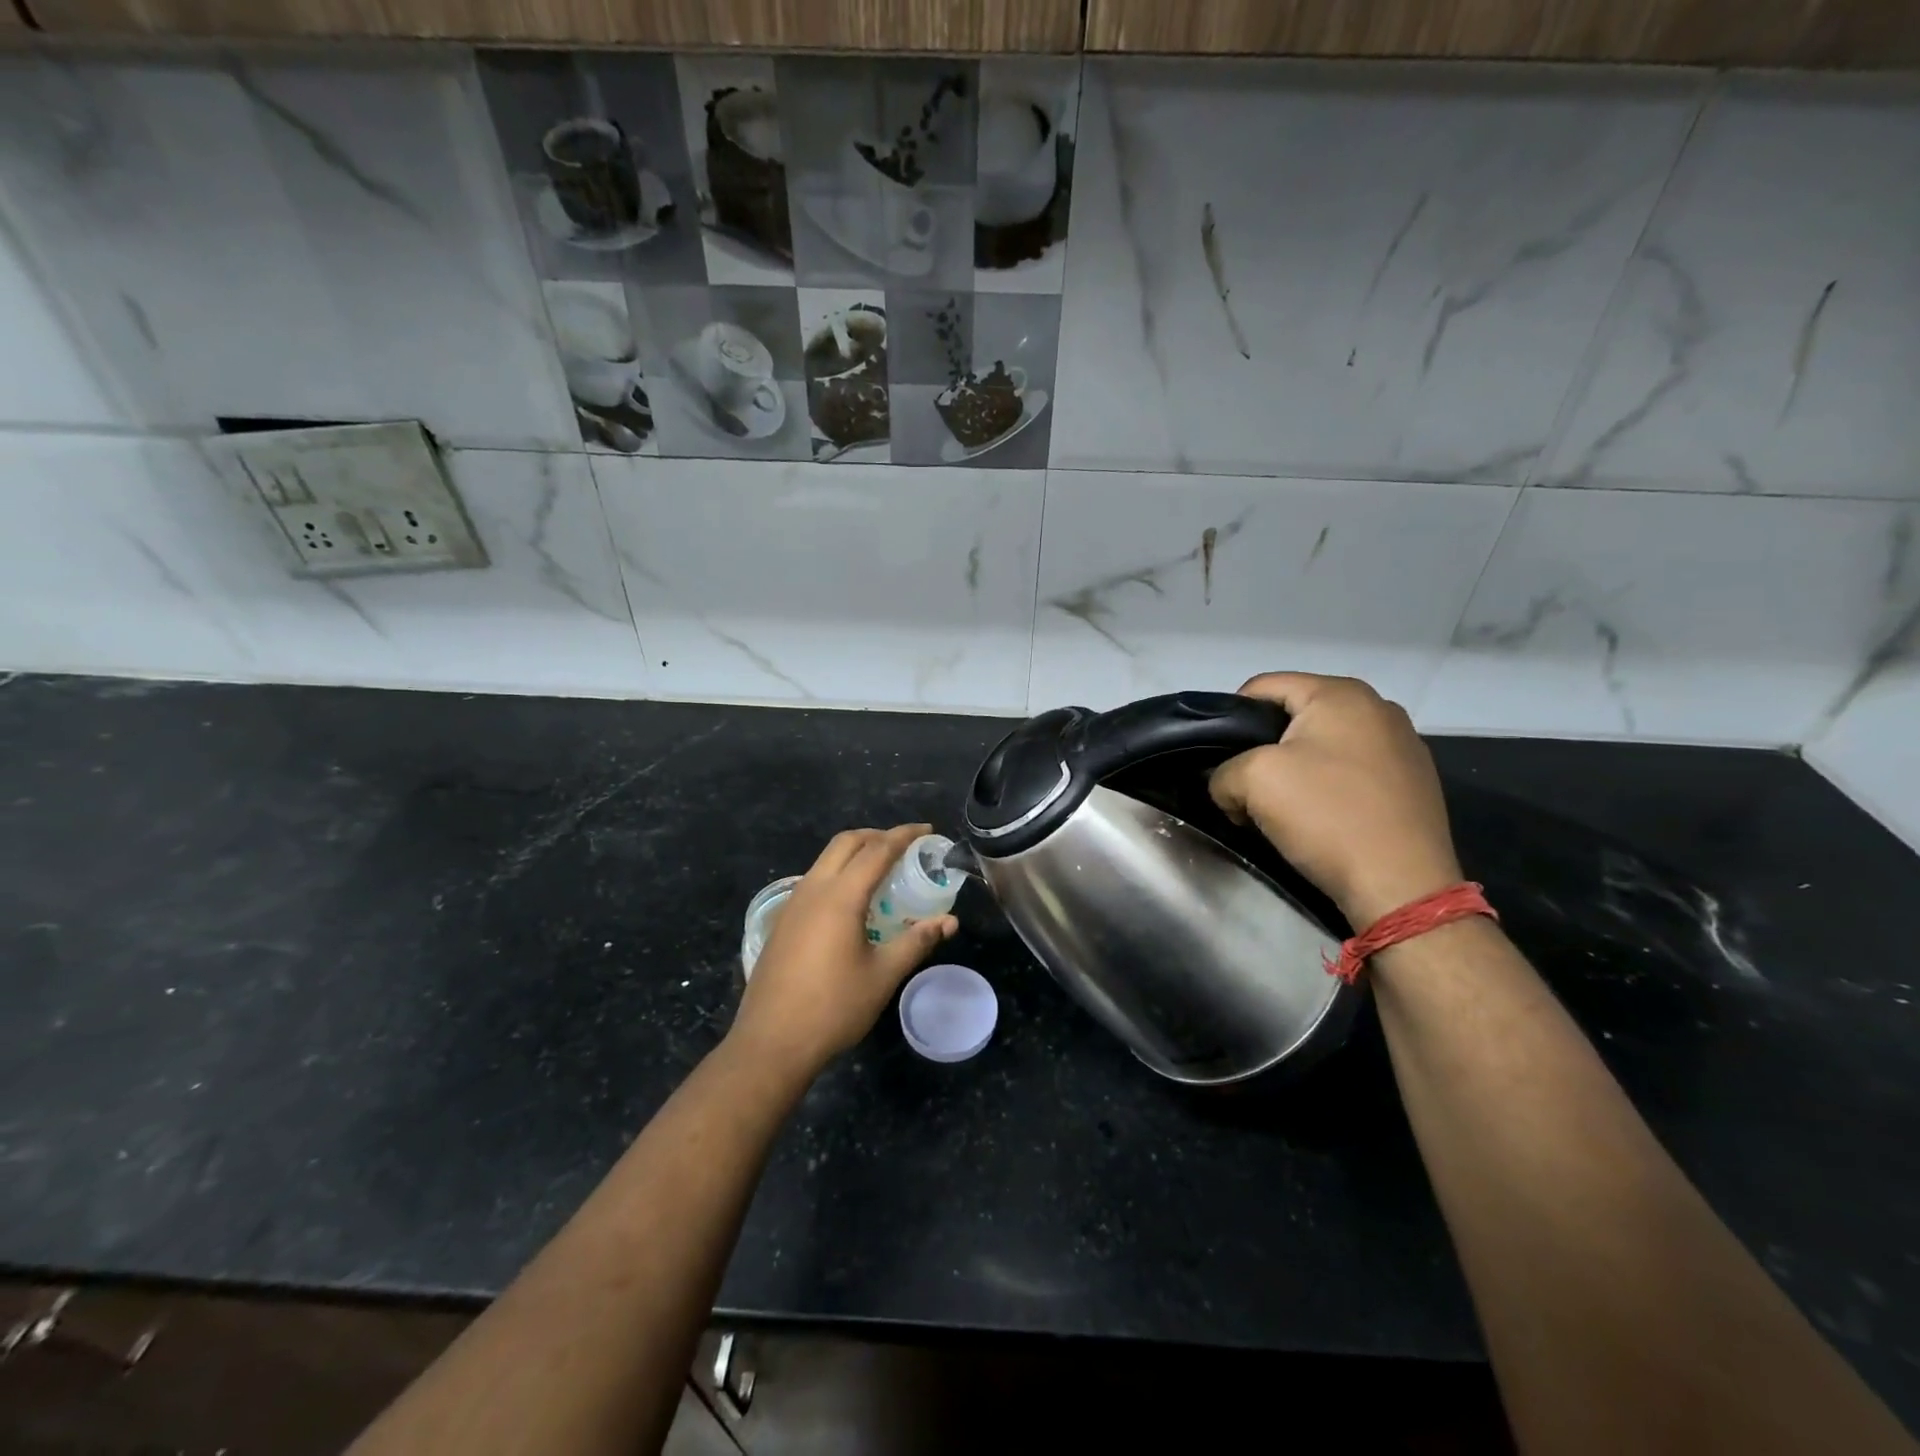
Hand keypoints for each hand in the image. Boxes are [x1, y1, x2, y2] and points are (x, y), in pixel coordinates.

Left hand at [729, 824, 958, 1078]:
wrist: (771, 1043)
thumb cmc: (833, 1008)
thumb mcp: (883, 975)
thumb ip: (917, 941)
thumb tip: (949, 921)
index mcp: (840, 896)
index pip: (877, 850)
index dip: (904, 835)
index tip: (927, 830)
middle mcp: (813, 889)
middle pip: (846, 842)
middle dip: (877, 835)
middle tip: (905, 847)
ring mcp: (793, 904)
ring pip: (826, 859)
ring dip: (855, 852)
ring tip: (883, 869)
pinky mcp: (782, 921)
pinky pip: (815, 879)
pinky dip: (839, 872)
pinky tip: (852, 900)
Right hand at [1209, 673, 1462, 928]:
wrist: (1401, 886)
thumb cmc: (1326, 816)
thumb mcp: (1252, 781)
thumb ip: (1223, 772)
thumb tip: (1230, 787)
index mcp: (1340, 693)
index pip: (1262, 687)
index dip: (1229, 719)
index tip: (1220, 759)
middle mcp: (1377, 706)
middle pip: (1294, 715)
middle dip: (1263, 747)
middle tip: (1247, 787)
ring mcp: (1403, 744)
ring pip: (1322, 745)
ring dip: (1295, 770)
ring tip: (1284, 807)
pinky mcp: (1414, 781)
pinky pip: (1352, 770)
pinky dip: (1328, 787)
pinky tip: (1323, 819)